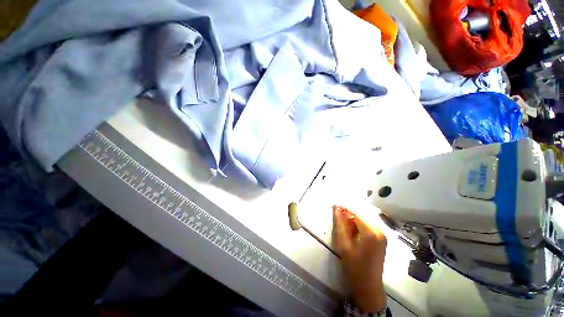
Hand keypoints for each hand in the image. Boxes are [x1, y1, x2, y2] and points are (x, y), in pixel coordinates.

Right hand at [333, 205, 386, 312]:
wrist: (368, 286)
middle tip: (338, 214)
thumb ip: (341, 225)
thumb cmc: (354, 267)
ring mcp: (383, 235)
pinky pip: (369, 225)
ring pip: (366, 219)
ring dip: (354, 218)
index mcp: (371, 233)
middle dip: (350, 213)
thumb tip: (337, 210)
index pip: (357, 213)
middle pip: (362, 214)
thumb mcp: (344, 245)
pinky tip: (353, 229)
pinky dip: (360, 224)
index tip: (335, 205)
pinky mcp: (382, 238)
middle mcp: (380, 231)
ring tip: (344, 222)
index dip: (345, 208)